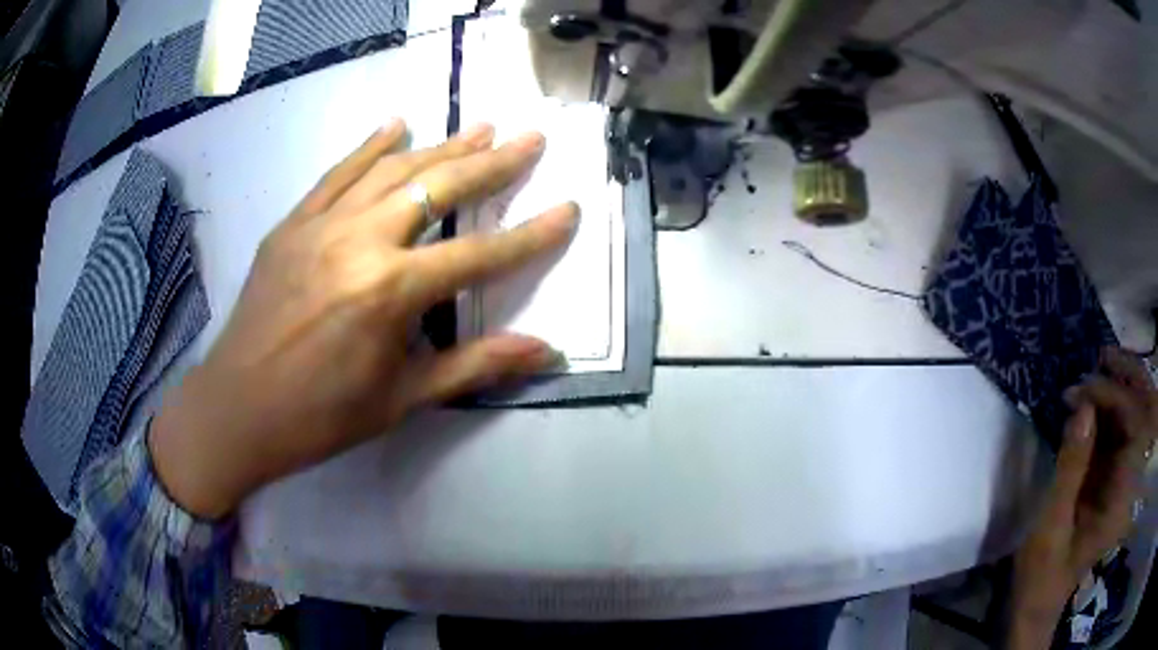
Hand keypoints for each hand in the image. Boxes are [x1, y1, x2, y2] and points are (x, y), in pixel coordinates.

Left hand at [149, 119, 578, 518]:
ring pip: (391, 170)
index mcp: (391, 292)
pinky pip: (337, 174)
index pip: (479, 255)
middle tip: (530, 138)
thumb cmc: (321, 416)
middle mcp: (360, 242)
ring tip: (480, 126)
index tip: (568, 209)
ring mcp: (321, 225)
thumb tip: (546, 352)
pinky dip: (369, 146)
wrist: (237, 408)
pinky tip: (397, 124)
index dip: (531, 235)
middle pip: (438, 188)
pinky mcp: (292, 224)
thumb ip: (476, 366)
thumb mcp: (403, 399)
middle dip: (492, 162)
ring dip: (441, 145)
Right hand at [1008, 348, 1155, 647]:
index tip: (1082, 388)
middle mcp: (1130, 483)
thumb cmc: (1043, 572)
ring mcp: (1124, 480)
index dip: (1113, 397)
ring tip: (1097, 370)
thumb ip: (1070, 468)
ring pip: (1135, 416)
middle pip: (1144, 413)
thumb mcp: (1050, 526)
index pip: (1134, 426)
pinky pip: (1122, 431)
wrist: (1040, 601)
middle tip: (1103, 356)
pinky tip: (1093, 401)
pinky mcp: (1113, 479)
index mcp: (1122, 499)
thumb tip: (1083, 406)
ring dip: (1120, 389)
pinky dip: (1111, 409)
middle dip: (1130, 377)